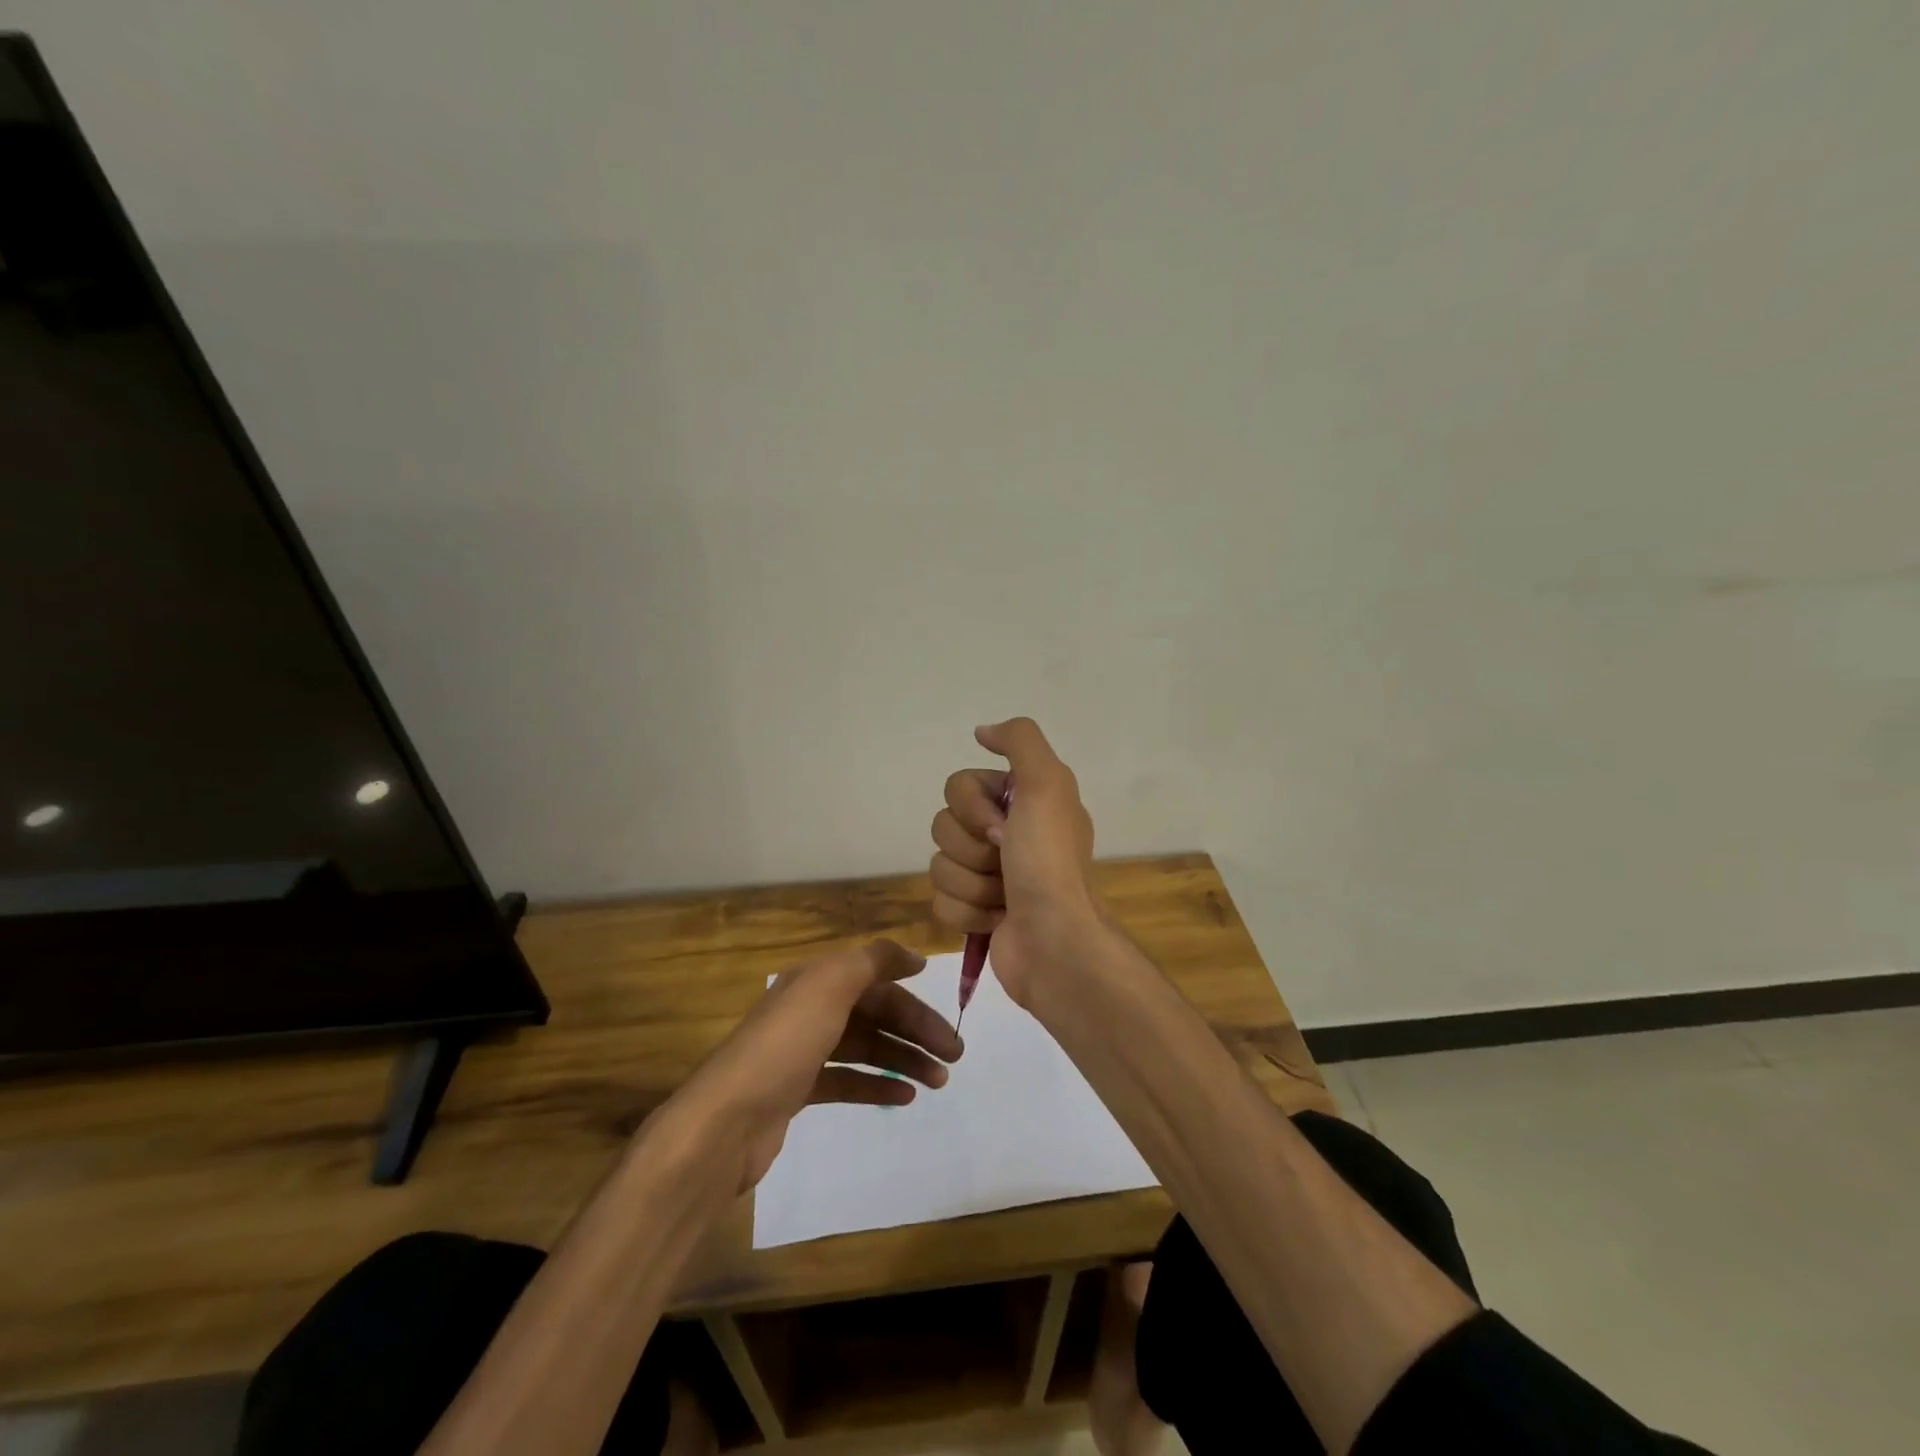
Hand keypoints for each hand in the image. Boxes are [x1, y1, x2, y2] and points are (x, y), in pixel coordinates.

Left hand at [672, 939, 963, 1192]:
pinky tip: (904, 1096)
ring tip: (939, 1080)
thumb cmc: (784, 1045)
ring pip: (866, 1047)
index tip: (949, 1008)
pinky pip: (848, 1080)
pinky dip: (877, 1084)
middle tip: (955, 1056)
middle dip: (916, 1030)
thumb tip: (912, 956)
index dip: (913, 992)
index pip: (877, 980)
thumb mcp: (829, 986)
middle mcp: (811, 1009)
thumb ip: (872, 961)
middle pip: (875, 1013)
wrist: (726, 1121)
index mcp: (817, 981)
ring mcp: (803, 1051)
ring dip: (904, 1058)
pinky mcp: (799, 1090)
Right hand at [929, 717, 1108, 1007]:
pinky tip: (996, 920)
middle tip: (1004, 863)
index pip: (957, 786)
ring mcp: (988, 875)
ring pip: (939, 865)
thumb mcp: (1048, 784)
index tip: (1003, 828)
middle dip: (970, 849)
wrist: (1055, 942)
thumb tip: (982, 731)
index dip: (972, 808)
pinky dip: (967, 913)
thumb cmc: (1050, 862)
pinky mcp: (975, 912)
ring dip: (971, 884)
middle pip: (943, 825)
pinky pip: (941, 901)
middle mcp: (1003, 833)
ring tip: (1004, 897)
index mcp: (1020, 801)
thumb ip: (1020, 741)